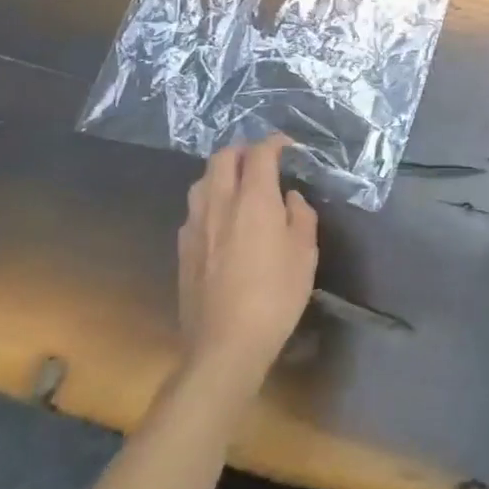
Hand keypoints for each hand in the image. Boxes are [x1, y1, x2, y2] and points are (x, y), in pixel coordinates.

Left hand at [177, 136, 318, 387]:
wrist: (224, 345)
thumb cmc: (275, 296)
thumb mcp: (305, 253)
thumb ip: (300, 215)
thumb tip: (289, 198)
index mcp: (254, 198)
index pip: (260, 152)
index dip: (274, 142)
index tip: (287, 146)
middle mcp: (220, 203)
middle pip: (223, 157)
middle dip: (243, 150)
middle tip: (260, 161)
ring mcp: (196, 226)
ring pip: (202, 181)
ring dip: (220, 174)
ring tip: (237, 187)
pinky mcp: (183, 250)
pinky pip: (194, 210)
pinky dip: (209, 202)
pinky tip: (220, 222)